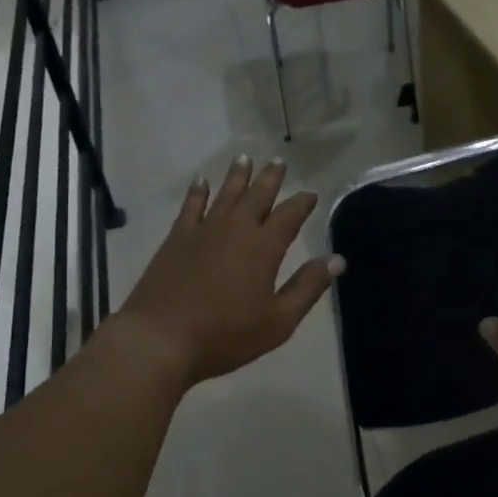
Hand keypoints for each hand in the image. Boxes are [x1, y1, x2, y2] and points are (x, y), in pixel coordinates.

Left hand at [114, 155, 342, 385]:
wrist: (160, 338)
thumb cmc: (225, 335)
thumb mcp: (278, 321)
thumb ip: (307, 287)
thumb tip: (336, 259)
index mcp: (263, 248)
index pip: (289, 215)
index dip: (302, 202)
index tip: (310, 194)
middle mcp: (235, 229)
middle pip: (257, 195)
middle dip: (270, 178)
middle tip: (278, 161)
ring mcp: (203, 230)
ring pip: (225, 194)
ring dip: (237, 176)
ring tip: (244, 158)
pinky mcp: (177, 238)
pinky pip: (191, 206)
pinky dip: (197, 191)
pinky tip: (201, 181)